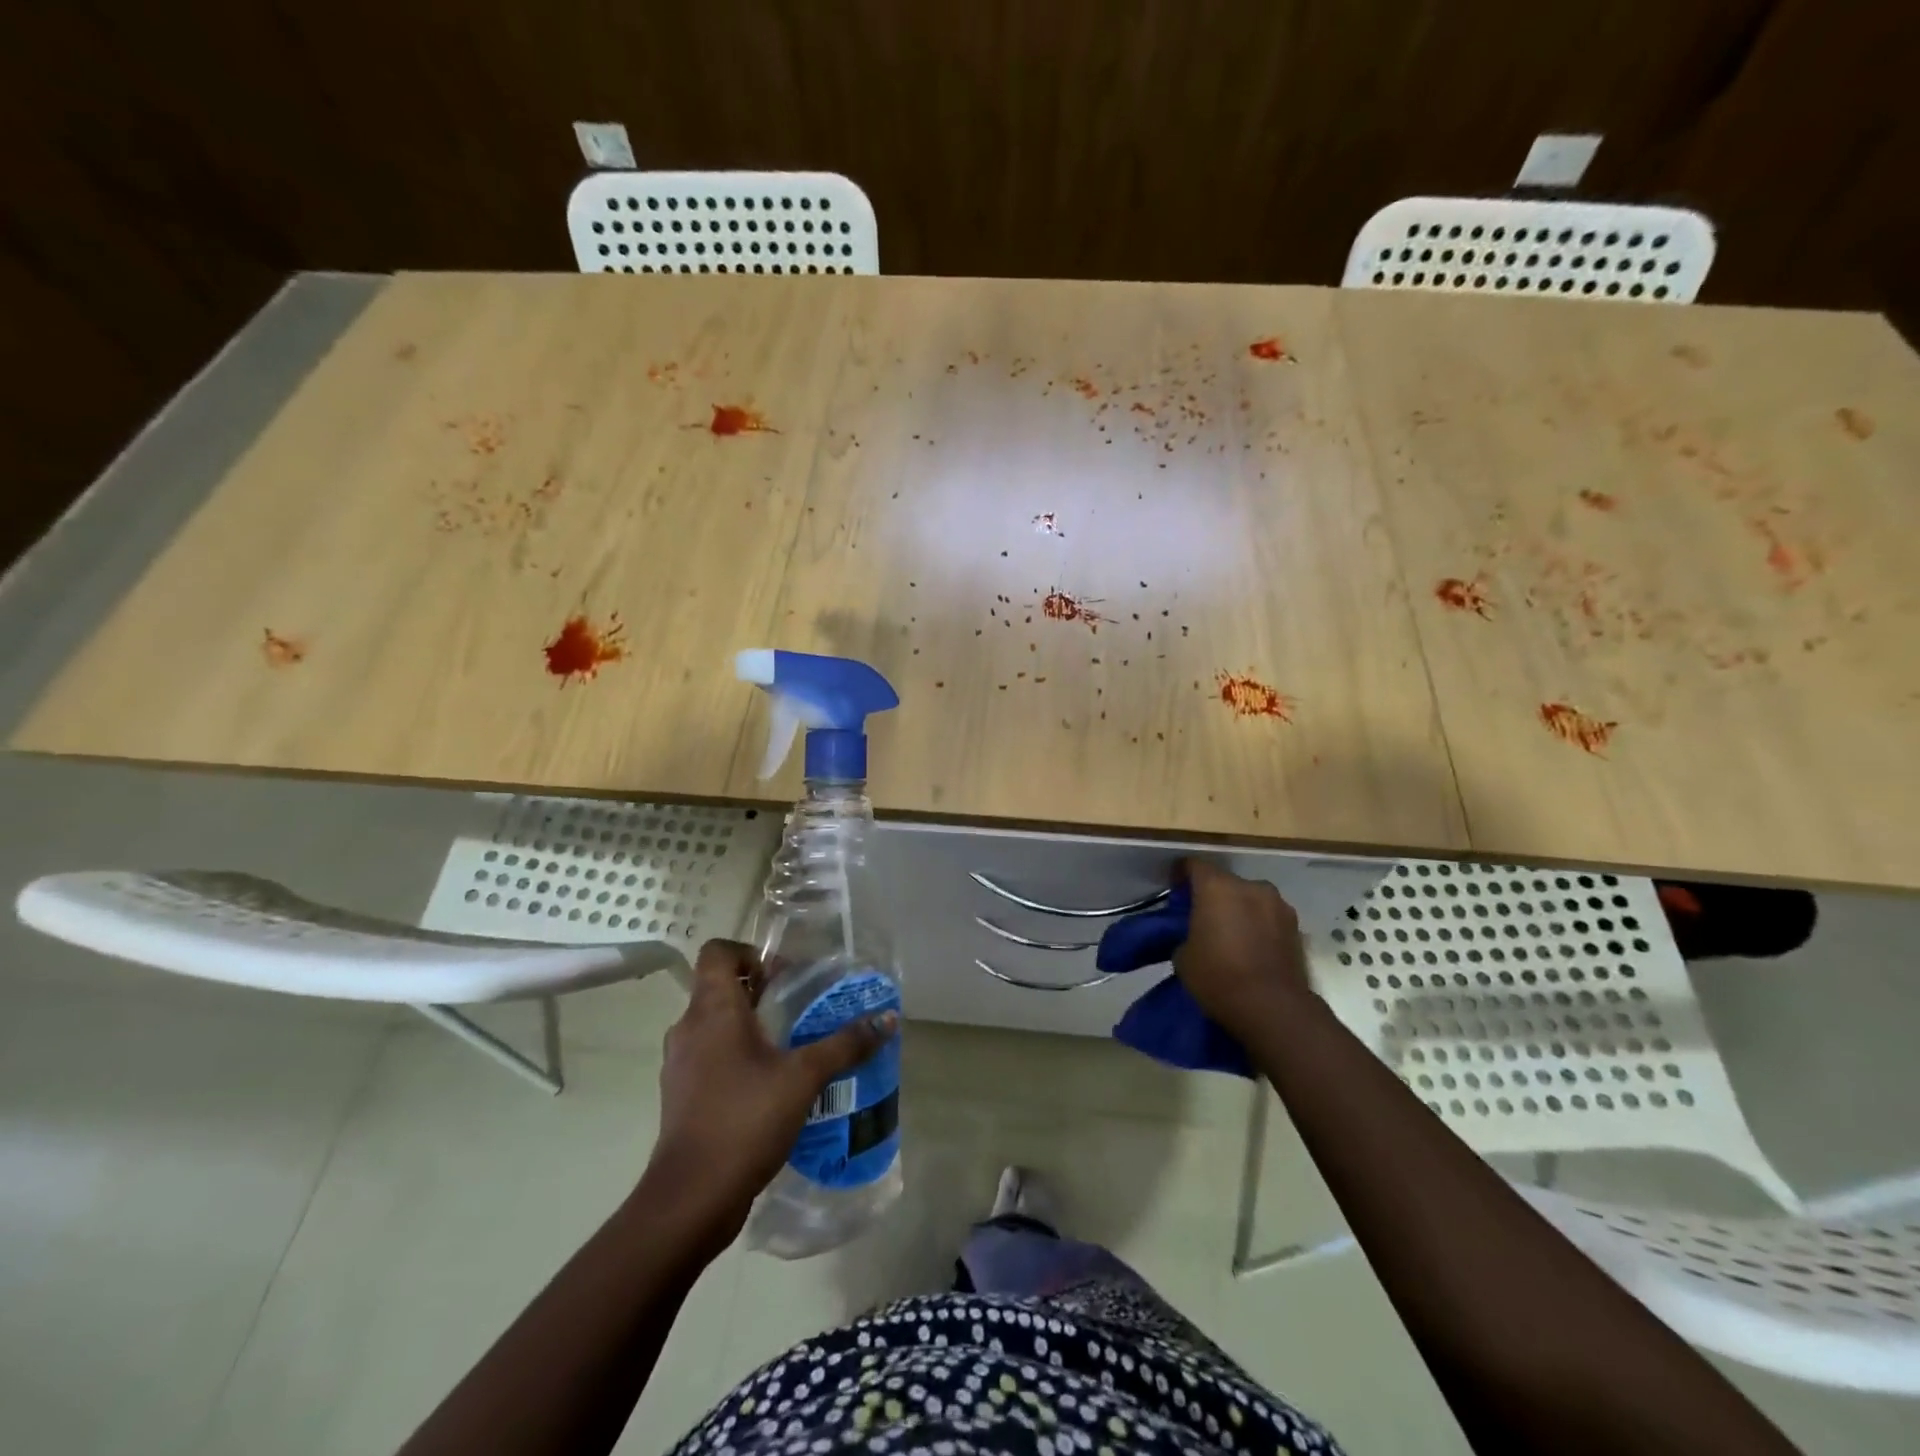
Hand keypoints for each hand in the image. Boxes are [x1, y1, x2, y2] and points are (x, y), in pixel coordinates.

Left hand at [640, 940, 896, 1248]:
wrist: (691, 1198)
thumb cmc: (745, 1119)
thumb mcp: (804, 1077)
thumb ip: (845, 1044)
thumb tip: (887, 1019)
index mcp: (712, 1009)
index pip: (718, 952)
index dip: (750, 953)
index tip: (784, 976)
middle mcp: (689, 1028)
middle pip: (720, 987)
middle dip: (761, 991)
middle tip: (801, 1009)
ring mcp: (680, 1064)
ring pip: (716, 1025)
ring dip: (750, 1027)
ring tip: (791, 1046)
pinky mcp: (681, 1095)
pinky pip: (710, 1058)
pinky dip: (737, 1058)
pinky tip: (771, 1084)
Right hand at [1173, 860, 1312, 1037]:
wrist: (1273, 1009)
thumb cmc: (1218, 977)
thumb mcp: (1183, 956)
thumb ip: (1187, 934)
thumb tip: (1196, 936)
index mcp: (1217, 887)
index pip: (1194, 866)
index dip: (1182, 875)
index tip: (1176, 892)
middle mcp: (1250, 887)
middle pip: (1226, 882)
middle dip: (1214, 896)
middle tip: (1203, 918)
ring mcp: (1278, 905)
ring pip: (1251, 899)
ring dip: (1240, 910)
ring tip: (1232, 935)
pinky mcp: (1297, 928)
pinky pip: (1269, 918)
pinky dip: (1260, 926)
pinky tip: (1253, 948)